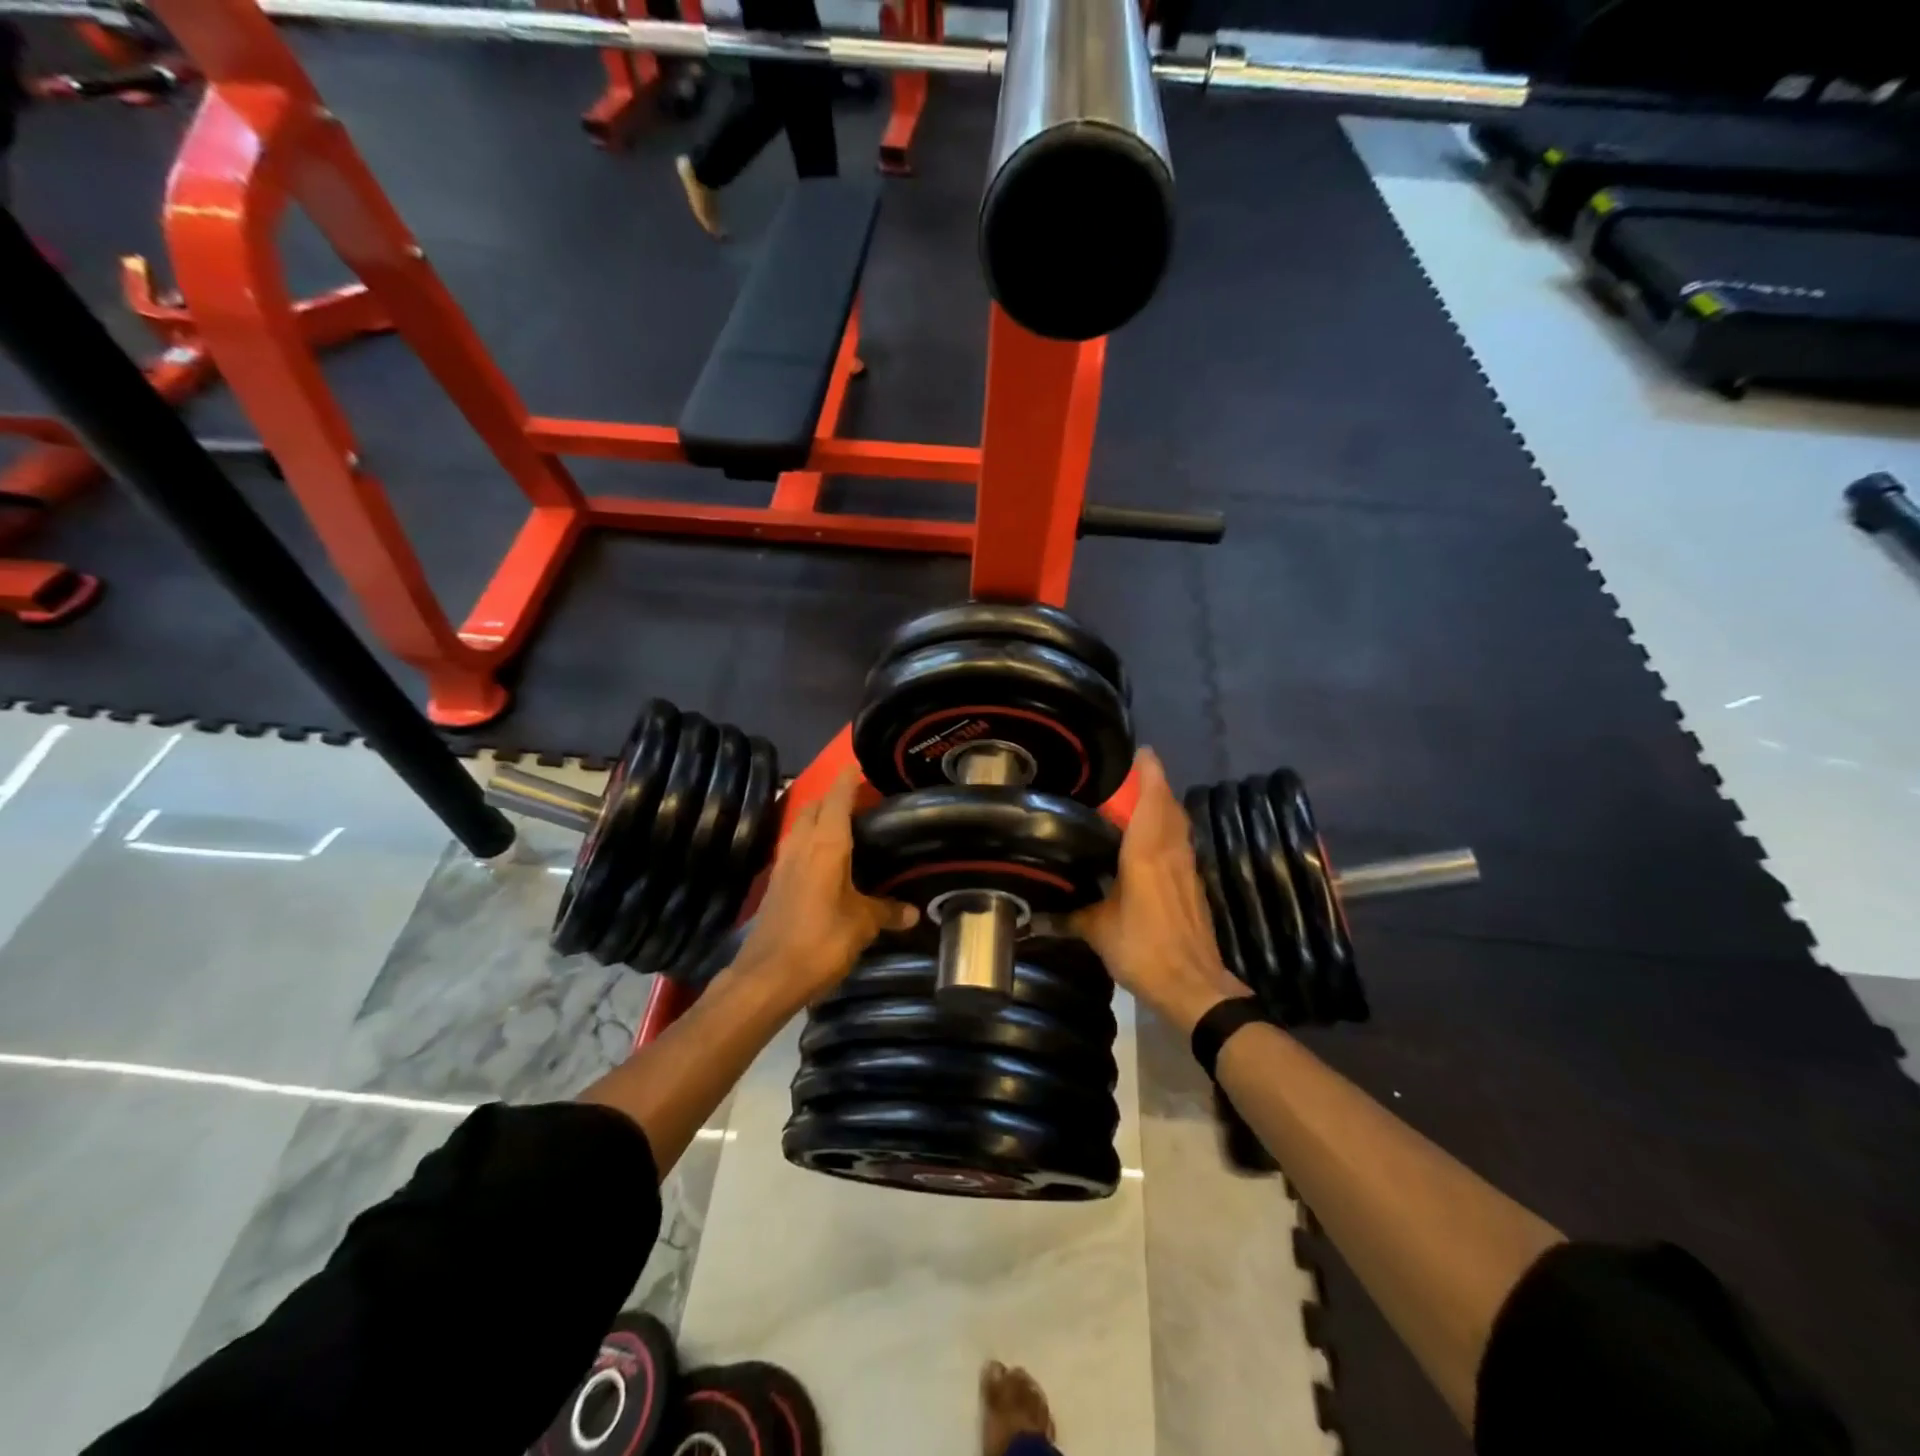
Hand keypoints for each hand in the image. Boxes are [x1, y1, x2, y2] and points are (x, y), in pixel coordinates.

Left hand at [734, 768, 916, 1004]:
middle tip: (859, 803)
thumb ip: (886, 912)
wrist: (767, 976)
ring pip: (800, 826)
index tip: (857, 766)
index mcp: (826, 845)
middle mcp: (801, 846)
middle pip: (813, 807)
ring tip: (844, 828)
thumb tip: (913, 911)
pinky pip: (795, 848)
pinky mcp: (775, 884)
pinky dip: (810, 842)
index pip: (837, 799)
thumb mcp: (861, 925)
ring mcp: (784, 864)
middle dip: (832, 797)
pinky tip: (826, 861)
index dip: (848, 781)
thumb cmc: (820, 941)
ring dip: (818, 819)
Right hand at [1072, 748, 1247, 1032]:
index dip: (1149, 772)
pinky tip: (1151, 843)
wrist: (1194, 986)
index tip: (1140, 750)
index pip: (1152, 800)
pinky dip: (1168, 831)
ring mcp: (1187, 869)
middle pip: (1169, 806)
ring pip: (1178, 825)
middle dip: (1155, 784)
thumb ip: (1068, 916)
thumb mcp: (1097, 931)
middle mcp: (1171, 852)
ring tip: (1139, 800)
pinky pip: (1181, 844)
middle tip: (1131, 773)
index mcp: (1146, 853)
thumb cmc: (1144, 950)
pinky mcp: (1193, 886)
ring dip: (1164, 806)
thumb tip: (1032, 915)